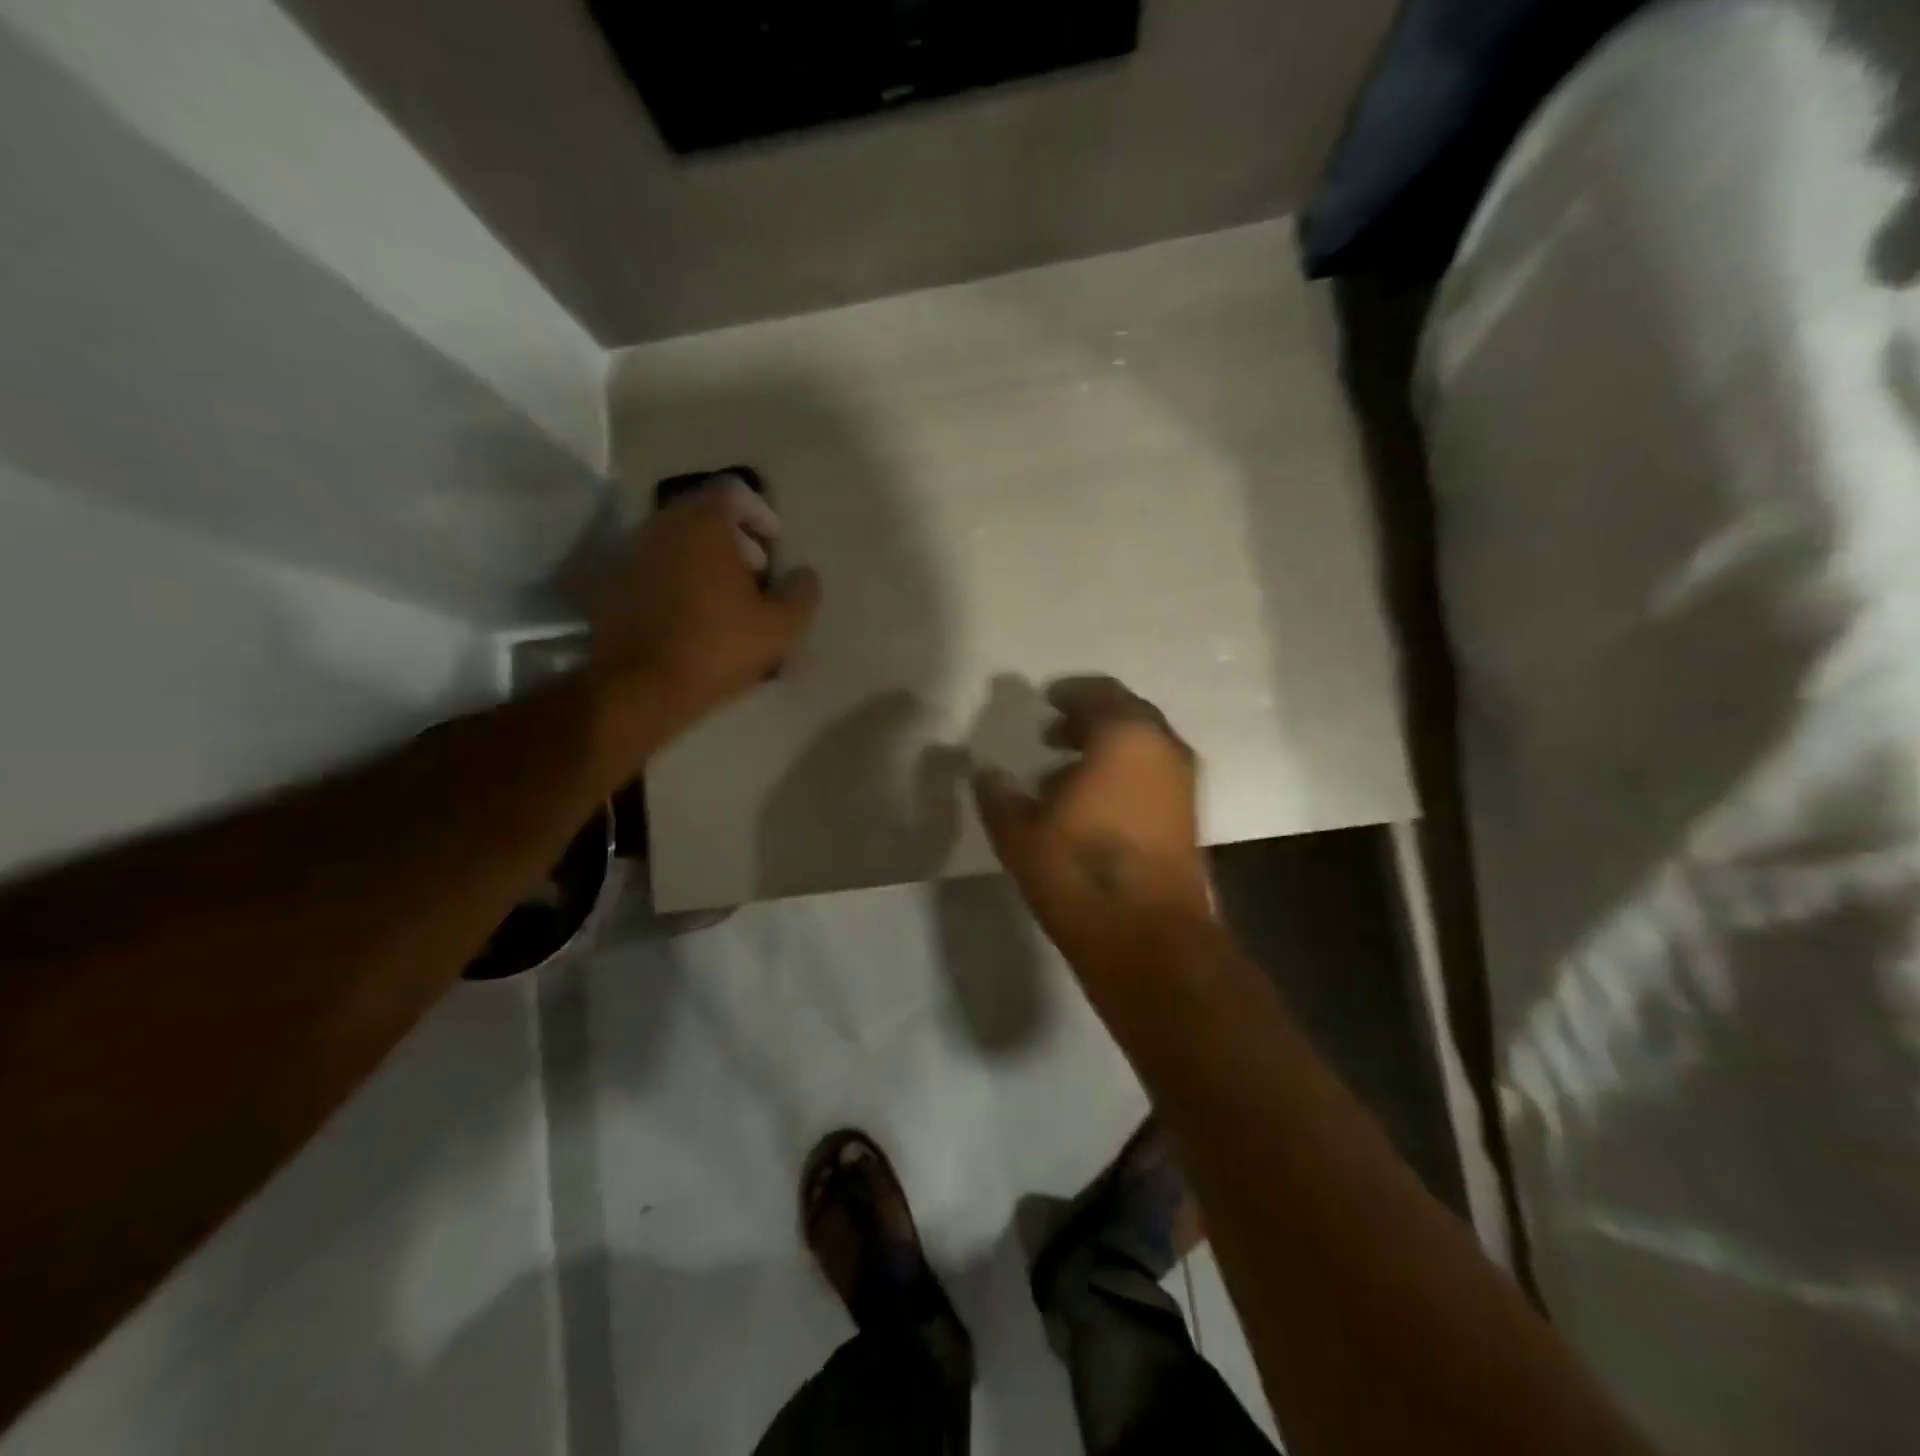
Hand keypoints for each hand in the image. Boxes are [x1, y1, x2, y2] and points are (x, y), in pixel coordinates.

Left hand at [588, 482, 820, 745]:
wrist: (642, 687)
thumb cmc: (718, 648)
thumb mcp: (780, 627)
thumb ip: (802, 594)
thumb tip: (805, 574)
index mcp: (703, 525)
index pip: (733, 491)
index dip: (760, 514)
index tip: (775, 546)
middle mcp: (662, 526)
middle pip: (702, 514)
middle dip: (734, 538)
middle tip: (755, 574)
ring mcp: (631, 553)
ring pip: (676, 541)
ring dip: (703, 559)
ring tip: (725, 599)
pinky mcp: (612, 584)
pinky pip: (653, 567)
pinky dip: (676, 579)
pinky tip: (691, 616)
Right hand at [972, 677, 1210, 963]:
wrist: (1149, 937)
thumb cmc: (1080, 871)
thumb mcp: (1020, 832)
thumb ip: (998, 794)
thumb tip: (983, 771)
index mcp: (1124, 736)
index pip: (1098, 693)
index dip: (1069, 693)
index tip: (1046, 699)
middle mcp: (1162, 748)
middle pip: (1126, 714)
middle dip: (1089, 718)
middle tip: (1053, 733)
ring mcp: (1182, 782)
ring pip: (1143, 745)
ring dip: (1107, 747)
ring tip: (1065, 769)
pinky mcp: (1189, 815)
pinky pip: (1153, 773)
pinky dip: (1125, 772)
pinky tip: (1093, 801)